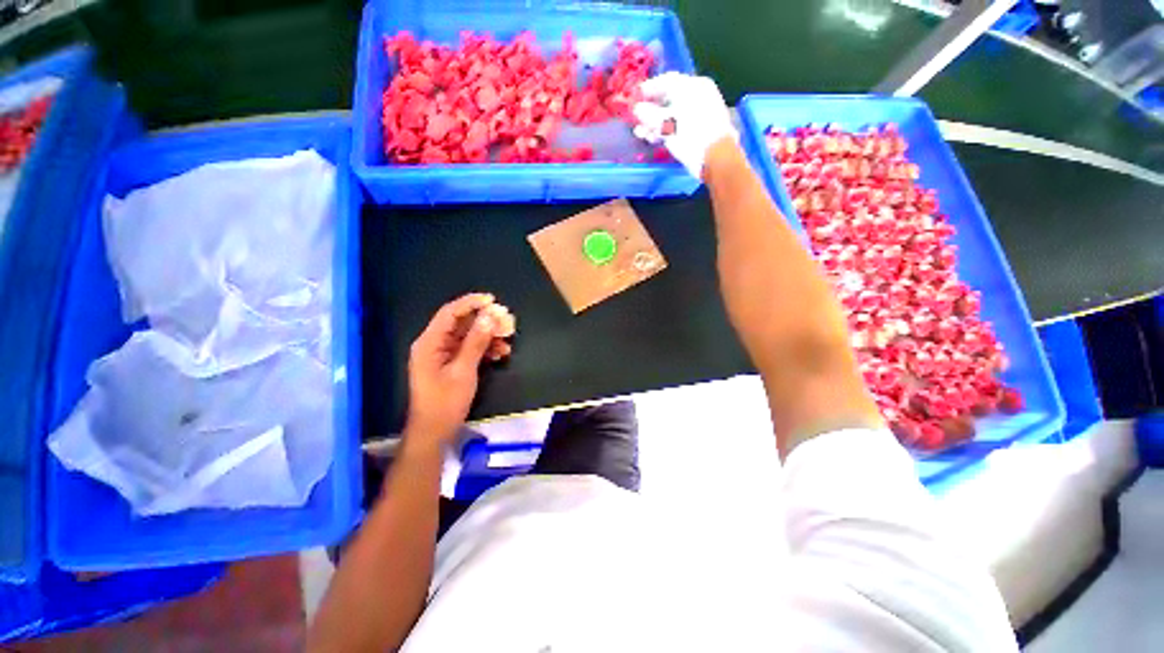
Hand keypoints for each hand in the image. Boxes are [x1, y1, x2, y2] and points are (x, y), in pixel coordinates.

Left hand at [405, 293, 515, 448]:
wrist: (435, 431)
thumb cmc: (445, 402)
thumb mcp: (463, 370)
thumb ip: (476, 342)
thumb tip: (489, 317)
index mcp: (430, 342)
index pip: (450, 313)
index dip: (471, 303)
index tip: (492, 301)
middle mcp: (435, 344)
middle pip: (461, 323)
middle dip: (484, 321)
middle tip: (506, 321)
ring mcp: (444, 354)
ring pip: (468, 336)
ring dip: (488, 336)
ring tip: (508, 338)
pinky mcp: (452, 364)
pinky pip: (470, 349)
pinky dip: (485, 349)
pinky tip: (501, 353)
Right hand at [632, 72, 736, 179]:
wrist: (714, 157)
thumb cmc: (691, 135)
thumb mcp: (667, 124)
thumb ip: (650, 115)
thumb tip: (637, 109)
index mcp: (693, 86)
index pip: (667, 81)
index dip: (649, 89)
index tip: (635, 97)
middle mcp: (697, 95)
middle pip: (668, 98)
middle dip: (650, 110)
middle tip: (636, 118)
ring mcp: (698, 113)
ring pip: (671, 114)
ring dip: (654, 123)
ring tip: (640, 133)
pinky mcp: (697, 130)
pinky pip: (677, 125)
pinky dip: (664, 130)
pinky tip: (652, 138)